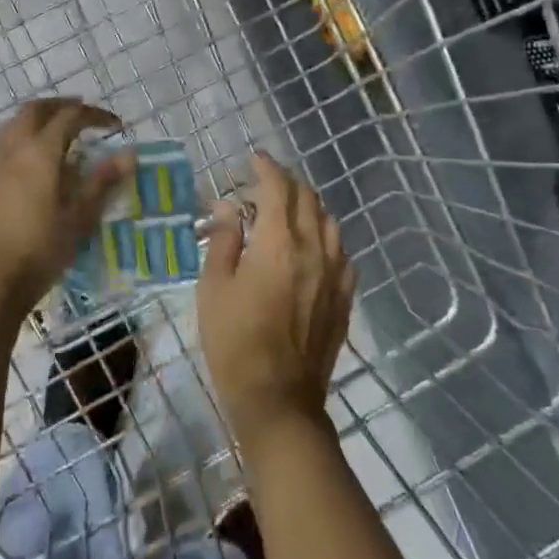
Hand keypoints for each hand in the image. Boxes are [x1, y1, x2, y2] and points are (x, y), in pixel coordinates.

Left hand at [0, 99, 132, 327]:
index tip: (114, 124)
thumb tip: (129, 153)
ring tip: (54, 134)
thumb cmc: (40, 249)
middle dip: (61, 106)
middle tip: (82, 114)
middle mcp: (10, 146)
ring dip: (35, 120)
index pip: (70, 116)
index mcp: (39, 151)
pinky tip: (23, 163)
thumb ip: (102, 181)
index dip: (94, 115)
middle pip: (35, 110)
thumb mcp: (80, 218)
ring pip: (12, 124)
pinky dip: (16, 140)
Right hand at [199, 153, 351, 449]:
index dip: (267, 168)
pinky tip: (311, 248)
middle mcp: (314, 249)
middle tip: (264, 185)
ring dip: (308, 208)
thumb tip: (229, 207)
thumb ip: (224, 240)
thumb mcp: (214, 288)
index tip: (255, 159)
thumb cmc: (235, 342)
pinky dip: (325, 237)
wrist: (278, 399)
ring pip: (329, 222)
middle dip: (287, 184)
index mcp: (279, 243)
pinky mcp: (344, 297)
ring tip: (287, 214)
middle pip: (308, 199)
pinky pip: (341, 252)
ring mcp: (335, 274)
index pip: (278, 188)